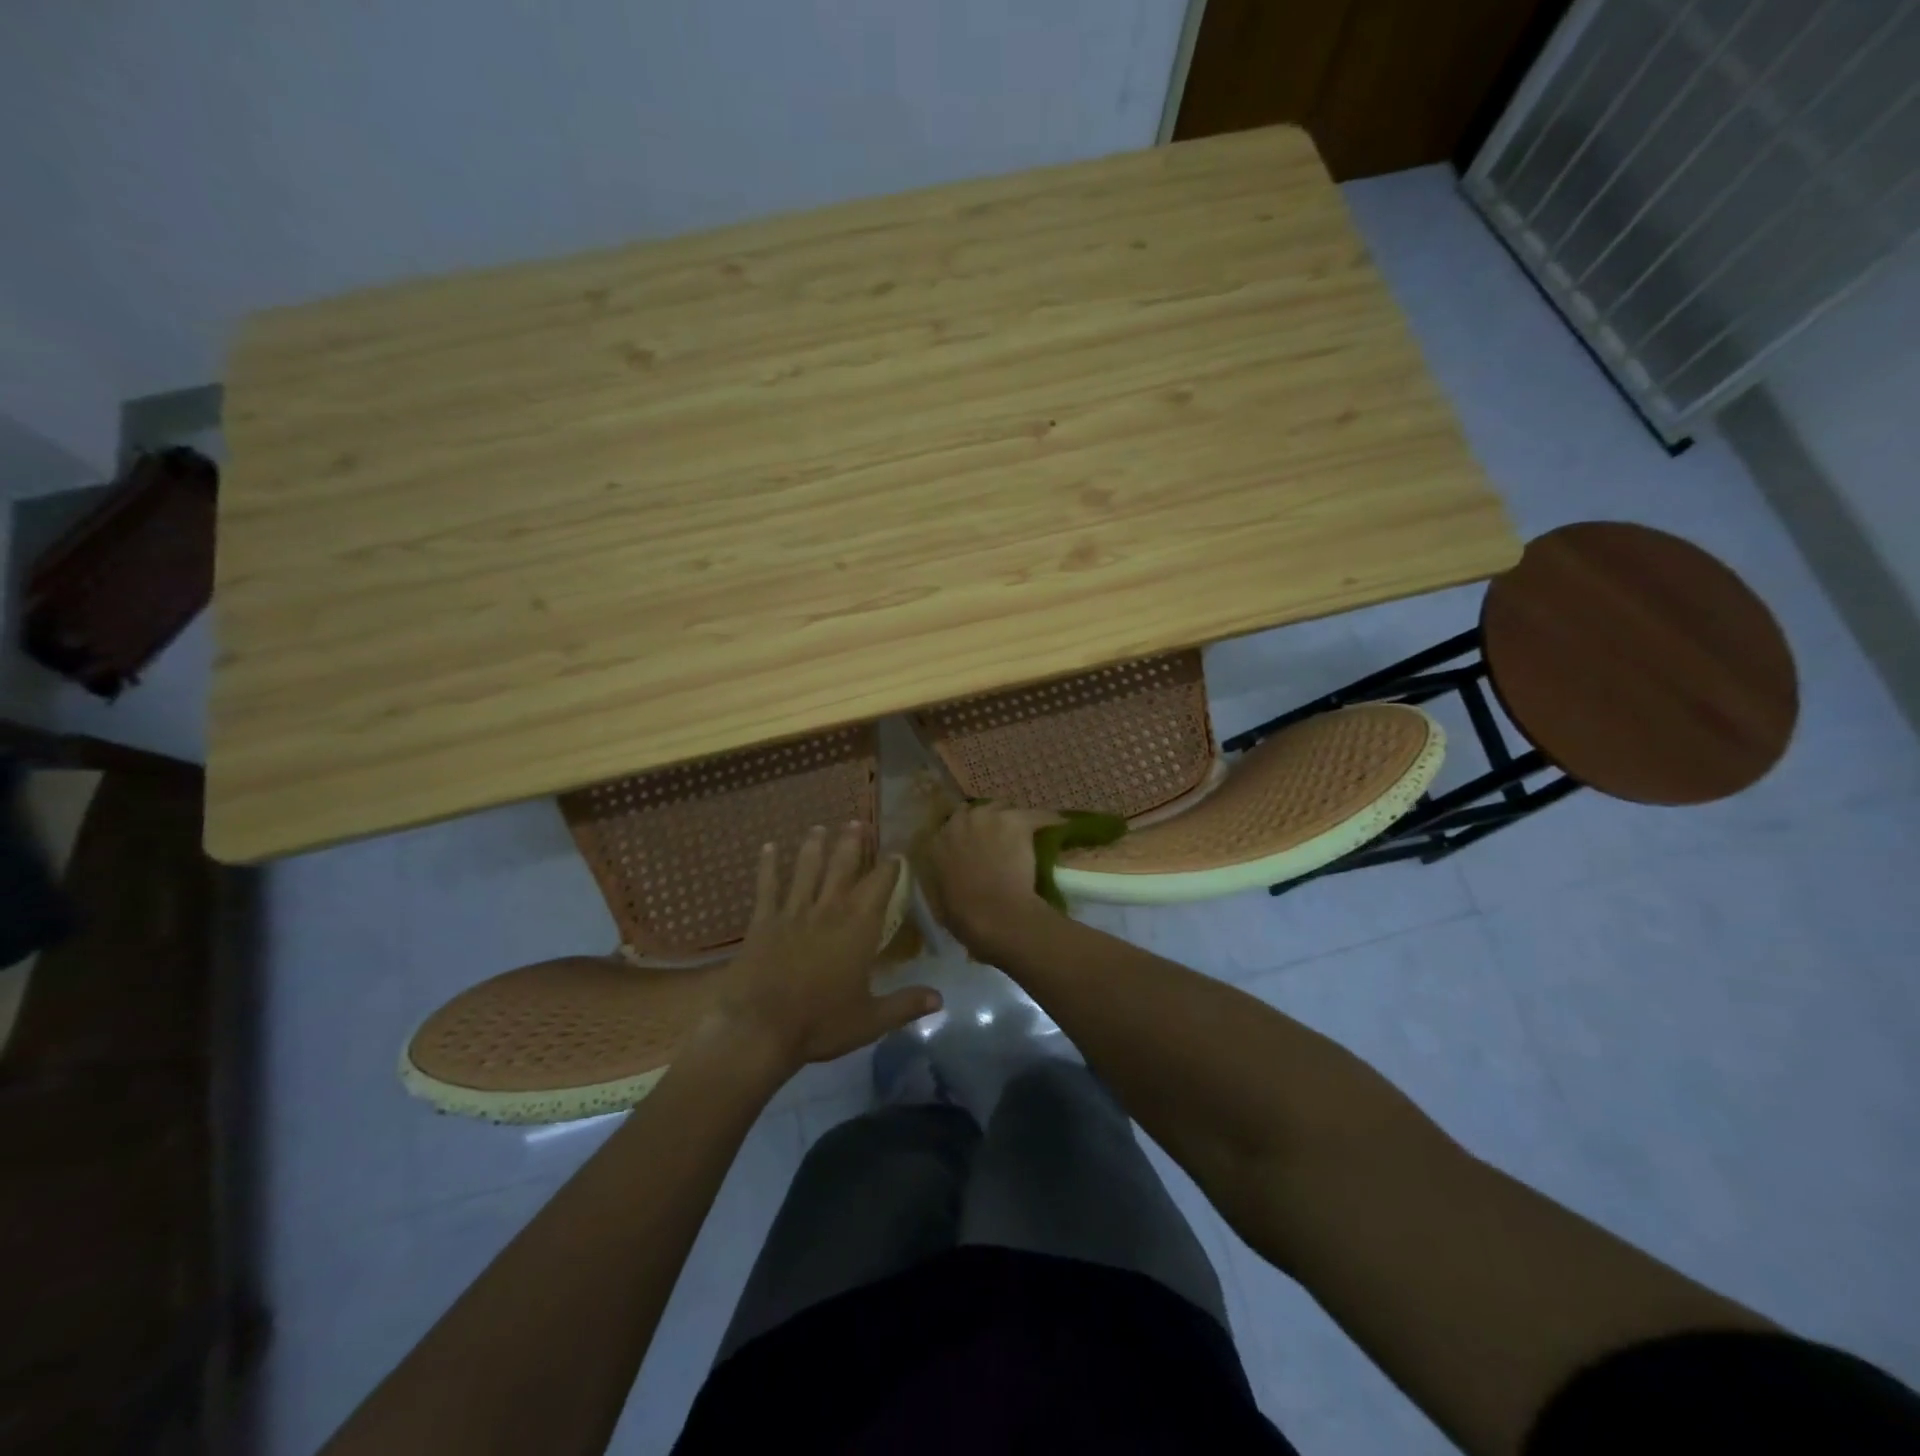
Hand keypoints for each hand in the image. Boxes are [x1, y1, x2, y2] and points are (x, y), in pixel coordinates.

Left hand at [700, 824, 938, 1074]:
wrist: (759, 1028)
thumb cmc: (820, 1023)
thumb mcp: (870, 1020)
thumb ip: (905, 1005)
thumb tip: (940, 999)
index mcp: (858, 927)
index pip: (880, 885)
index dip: (891, 866)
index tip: (897, 852)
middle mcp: (829, 908)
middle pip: (843, 865)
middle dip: (852, 843)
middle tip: (857, 822)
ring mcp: (793, 911)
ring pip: (807, 868)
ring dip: (814, 846)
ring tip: (820, 827)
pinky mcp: (763, 921)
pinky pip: (767, 886)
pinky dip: (768, 865)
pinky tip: (769, 847)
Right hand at [921, 801, 1062, 953]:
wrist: (994, 915)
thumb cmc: (964, 916)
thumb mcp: (939, 899)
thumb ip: (941, 881)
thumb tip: (950, 880)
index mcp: (938, 842)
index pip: (953, 824)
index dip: (967, 832)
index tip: (976, 842)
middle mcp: (960, 822)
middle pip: (979, 810)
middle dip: (990, 821)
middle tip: (1002, 838)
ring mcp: (989, 818)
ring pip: (1006, 809)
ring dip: (1014, 820)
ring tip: (1028, 833)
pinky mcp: (1016, 821)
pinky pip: (1038, 815)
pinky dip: (1048, 820)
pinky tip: (1058, 826)